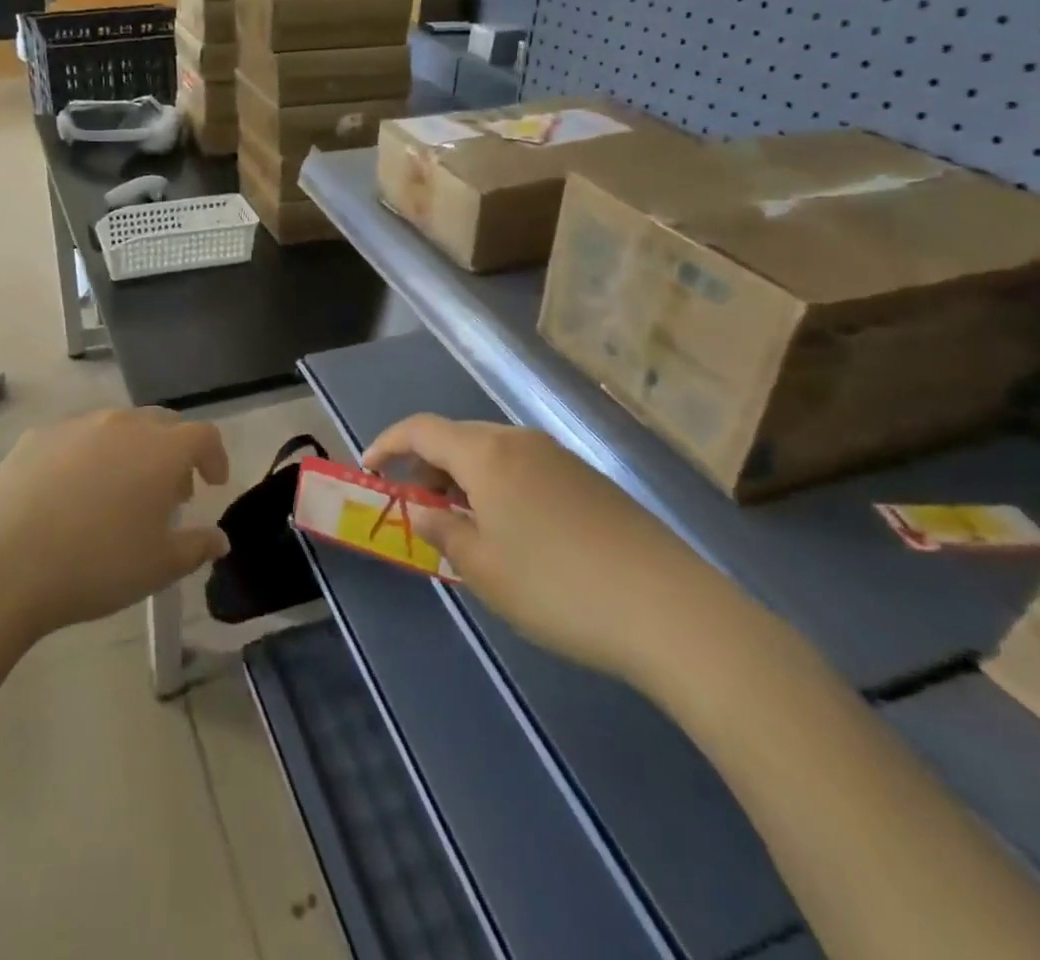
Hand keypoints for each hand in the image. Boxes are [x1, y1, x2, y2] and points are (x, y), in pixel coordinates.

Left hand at [0, 408, 230, 640]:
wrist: (2, 563)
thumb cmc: (95, 565)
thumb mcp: (158, 568)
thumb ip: (197, 547)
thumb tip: (219, 539)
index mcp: (161, 450)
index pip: (204, 436)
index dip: (215, 457)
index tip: (212, 485)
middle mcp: (123, 424)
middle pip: (162, 423)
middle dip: (175, 452)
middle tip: (169, 492)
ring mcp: (77, 425)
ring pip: (119, 426)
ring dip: (132, 451)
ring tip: (120, 493)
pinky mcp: (38, 435)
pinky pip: (78, 436)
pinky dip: (90, 455)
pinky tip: (73, 493)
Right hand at [363, 416, 747, 686]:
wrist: (671, 610)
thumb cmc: (558, 587)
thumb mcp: (484, 568)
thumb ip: (443, 531)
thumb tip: (423, 510)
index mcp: (487, 454)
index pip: (421, 429)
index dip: (387, 444)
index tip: (368, 470)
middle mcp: (521, 441)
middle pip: (457, 437)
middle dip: (425, 463)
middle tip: (411, 501)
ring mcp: (560, 458)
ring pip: (493, 453)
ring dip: (463, 477)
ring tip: (458, 521)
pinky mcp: (589, 481)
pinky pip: (525, 469)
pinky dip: (498, 487)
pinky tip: (510, 531)